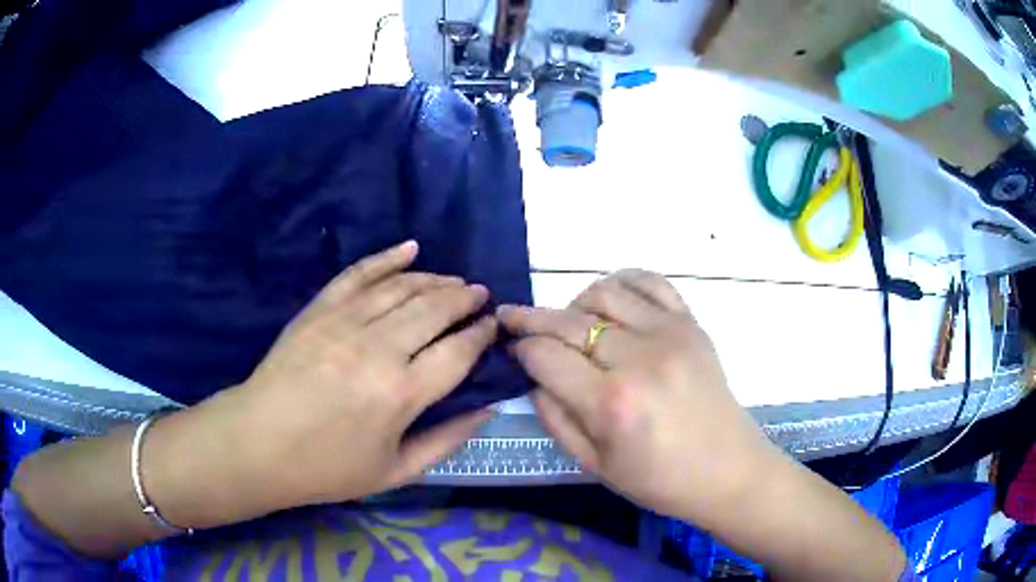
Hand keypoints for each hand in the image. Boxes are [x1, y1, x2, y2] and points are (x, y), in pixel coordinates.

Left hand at [170, 241, 495, 515]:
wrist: (259, 443)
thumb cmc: (328, 467)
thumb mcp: (395, 471)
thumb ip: (447, 441)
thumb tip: (487, 408)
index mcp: (401, 394)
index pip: (459, 350)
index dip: (483, 334)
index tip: (495, 326)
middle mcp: (379, 349)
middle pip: (435, 309)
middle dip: (465, 298)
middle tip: (480, 296)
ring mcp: (345, 322)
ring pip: (403, 287)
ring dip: (435, 280)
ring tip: (454, 281)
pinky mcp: (319, 309)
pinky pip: (359, 273)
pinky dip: (387, 258)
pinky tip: (411, 249)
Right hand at [498, 270, 778, 522]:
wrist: (727, 470)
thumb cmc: (659, 479)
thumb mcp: (594, 464)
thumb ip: (554, 417)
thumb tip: (532, 374)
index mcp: (611, 404)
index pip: (546, 355)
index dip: (520, 347)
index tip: (510, 346)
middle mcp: (639, 359)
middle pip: (569, 321)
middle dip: (532, 318)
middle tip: (514, 318)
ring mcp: (670, 334)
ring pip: (605, 292)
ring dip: (575, 301)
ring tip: (570, 321)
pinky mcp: (691, 323)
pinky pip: (650, 281)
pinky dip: (622, 281)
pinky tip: (611, 299)